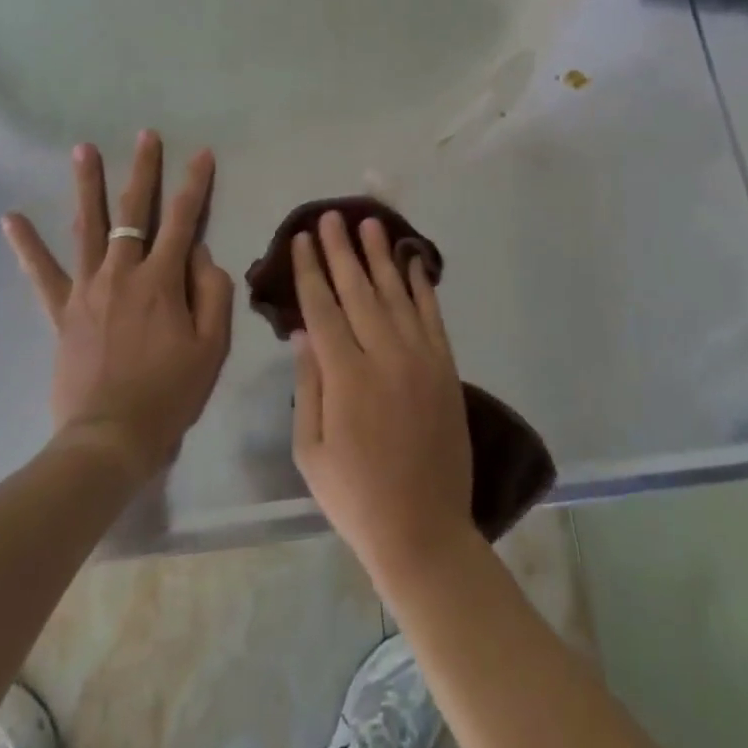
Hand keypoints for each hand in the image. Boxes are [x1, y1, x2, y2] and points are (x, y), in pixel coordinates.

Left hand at [2, 131, 232, 483]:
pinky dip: (26, 245)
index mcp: (162, 279)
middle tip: (144, 135)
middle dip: (143, 170)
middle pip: (134, 210)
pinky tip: (10, 218)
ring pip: (88, 226)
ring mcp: (87, 289)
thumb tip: (200, 254)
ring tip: (83, 149)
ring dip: (87, 185)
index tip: (201, 153)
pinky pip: (41, 273)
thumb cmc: (170, 394)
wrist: (109, 440)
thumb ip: (212, 292)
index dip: (195, 184)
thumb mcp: (212, 346)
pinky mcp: (60, 311)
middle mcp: (123, 272)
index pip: (184, 219)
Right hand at [291, 210, 474, 586]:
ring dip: (381, 255)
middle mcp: (384, 355)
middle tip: (332, 217)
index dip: (310, 270)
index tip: (302, 239)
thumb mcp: (311, 450)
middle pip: (358, 290)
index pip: (322, 308)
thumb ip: (308, 385)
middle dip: (341, 250)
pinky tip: (413, 260)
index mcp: (346, 376)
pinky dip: (422, 284)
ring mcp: (420, 358)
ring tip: (369, 223)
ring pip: (396, 293)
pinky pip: (432, 314)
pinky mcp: (445, 366)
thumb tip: (302, 332)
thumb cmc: (355, 496)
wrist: (423, 530)